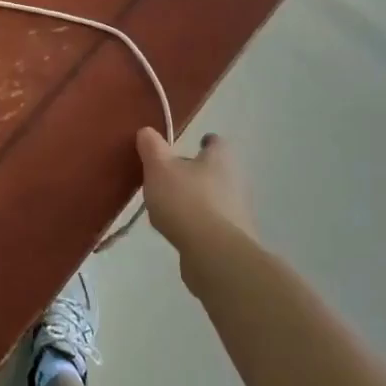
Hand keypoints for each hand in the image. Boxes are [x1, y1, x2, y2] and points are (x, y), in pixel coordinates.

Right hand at [135, 128, 257, 285]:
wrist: (214, 254)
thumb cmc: (186, 201)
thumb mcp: (159, 168)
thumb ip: (152, 148)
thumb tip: (147, 131)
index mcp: (221, 159)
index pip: (216, 143)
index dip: (205, 142)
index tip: (194, 144)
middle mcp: (236, 181)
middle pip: (217, 171)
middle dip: (198, 173)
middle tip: (172, 176)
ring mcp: (238, 212)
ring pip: (215, 198)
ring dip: (198, 200)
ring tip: (171, 206)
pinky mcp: (234, 239)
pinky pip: (213, 224)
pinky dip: (199, 224)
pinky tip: (180, 231)